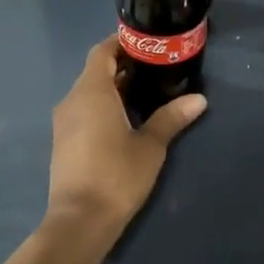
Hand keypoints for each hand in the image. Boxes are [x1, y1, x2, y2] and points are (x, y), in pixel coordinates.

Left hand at [47, 37, 204, 244]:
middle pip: (96, 71)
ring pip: (89, 93)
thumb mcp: (151, 146)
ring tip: (147, 94)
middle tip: (156, 69)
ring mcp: (64, 122)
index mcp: (91, 92)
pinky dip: (104, 106)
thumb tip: (199, 99)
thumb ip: (171, 118)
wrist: (81, 219)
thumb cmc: (117, 175)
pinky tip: (128, 120)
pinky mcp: (64, 141)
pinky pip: (84, 111)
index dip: (122, 43)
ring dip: (114, 88)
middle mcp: (72, 100)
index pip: (102, 52)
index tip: (148, 44)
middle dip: (123, 67)